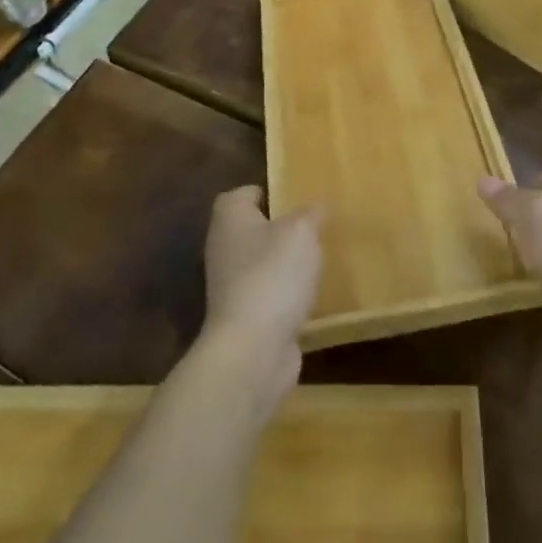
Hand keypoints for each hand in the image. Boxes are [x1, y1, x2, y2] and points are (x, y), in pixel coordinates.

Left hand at [202, 186, 322, 402]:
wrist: (252, 350)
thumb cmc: (273, 274)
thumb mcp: (302, 231)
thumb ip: (311, 214)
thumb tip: (317, 208)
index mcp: (230, 218)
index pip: (242, 194)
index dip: (266, 192)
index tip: (294, 197)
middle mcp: (224, 248)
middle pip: (252, 229)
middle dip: (280, 229)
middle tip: (314, 228)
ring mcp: (230, 286)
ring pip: (261, 263)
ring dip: (284, 264)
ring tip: (318, 261)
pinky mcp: (243, 318)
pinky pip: (268, 295)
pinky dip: (285, 295)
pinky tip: (310, 297)